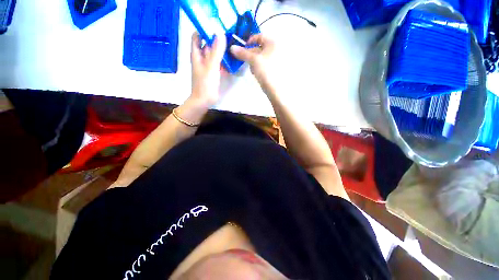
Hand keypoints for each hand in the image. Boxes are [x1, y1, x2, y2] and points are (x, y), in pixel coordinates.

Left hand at [190, 32, 226, 106]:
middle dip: (216, 39)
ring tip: (232, 46)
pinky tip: (231, 60)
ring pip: (213, 54)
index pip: (197, 36)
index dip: (203, 29)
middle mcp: (201, 58)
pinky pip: (218, 64)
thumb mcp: (211, 66)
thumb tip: (220, 33)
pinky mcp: (212, 73)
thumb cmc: (205, 84)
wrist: (204, 101)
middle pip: (207, 44)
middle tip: (228, 35)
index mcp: (196, 54)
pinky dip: (223, 61)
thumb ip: (216, 51)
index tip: (215, 26)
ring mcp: (207, 66)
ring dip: (221, 50)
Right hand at [230, 34, 276, 94]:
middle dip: (250, 54)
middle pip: (259, 47)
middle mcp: (276, 49)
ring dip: (253, 62)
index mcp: (273, 42)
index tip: (242, 50)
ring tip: (253, 69)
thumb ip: (242, 53)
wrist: (274, 88)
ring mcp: (276, 59)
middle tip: (246, 61)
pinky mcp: (274, 68)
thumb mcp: (253, 60)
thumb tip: (232, 48)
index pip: (259, 36)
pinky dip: (258, 67)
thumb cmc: (265, 70)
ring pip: (260, 57)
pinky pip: (263, 63)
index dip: (249, 41)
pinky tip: (257, 73)